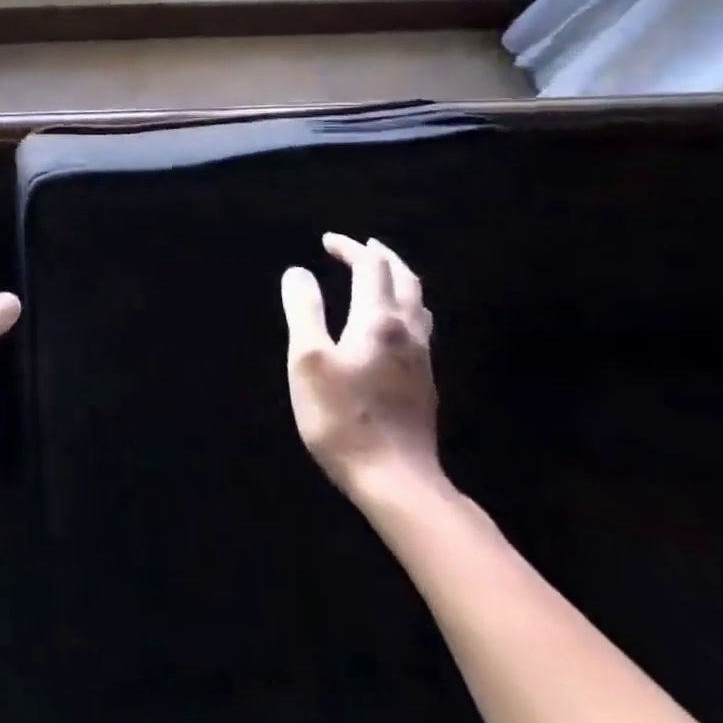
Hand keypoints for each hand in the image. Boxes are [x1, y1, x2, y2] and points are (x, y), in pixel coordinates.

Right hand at [280, 233, 440, 502]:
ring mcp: (421, 360)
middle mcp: (407, 333)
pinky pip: (419, 328)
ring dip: (399, 280)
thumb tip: (298, 272)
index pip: (370, 268)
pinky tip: (391, 324)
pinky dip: (404, 307)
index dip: (350, 249)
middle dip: (383, 257)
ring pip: (418, 305)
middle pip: (405, 280)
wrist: (396, 481)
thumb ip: (304, 310)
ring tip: (380, 276)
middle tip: (362, 246)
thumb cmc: (343, 417)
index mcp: (378, 321)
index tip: (327, 241)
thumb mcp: (308, 360)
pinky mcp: (424, 384)